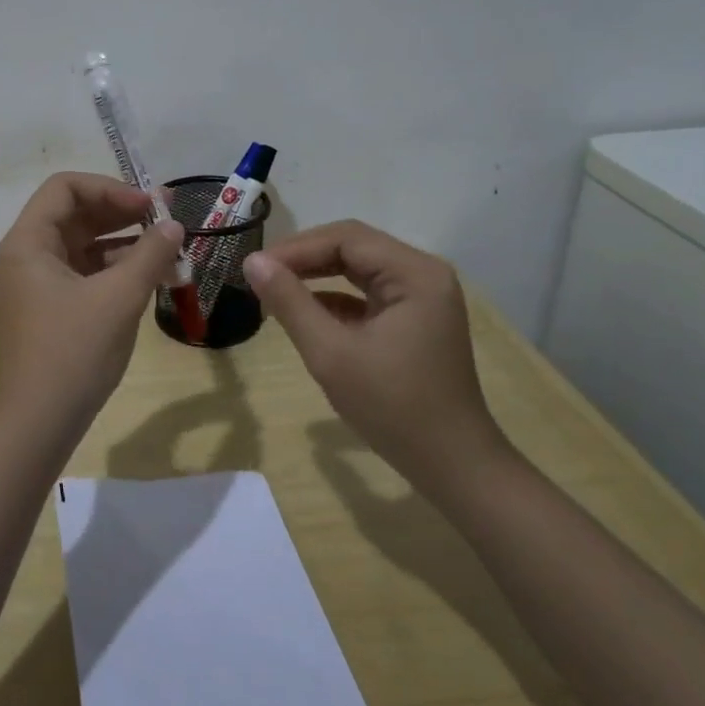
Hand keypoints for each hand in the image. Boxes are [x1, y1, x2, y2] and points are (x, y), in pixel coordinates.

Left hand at [0, 173, 185, 448]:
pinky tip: (149, 277)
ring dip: (123, 242)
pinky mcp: (50, 308)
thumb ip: (150, 254)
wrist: (38, 424)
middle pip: (74, 214)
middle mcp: (27, 255)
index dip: (109, 188)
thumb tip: (173, 224)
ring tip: (167, 250)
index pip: (65, 188)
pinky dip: (114, 269)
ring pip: (82, 245)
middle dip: (121, 213)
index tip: (148, 206)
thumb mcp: (119, 298)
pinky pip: (84, 272)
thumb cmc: (73, 352)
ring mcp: (36, 284)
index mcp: (28, 242)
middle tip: (166, 220)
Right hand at [243, 220, 507, 499]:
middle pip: (353, 247)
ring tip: (274, 289)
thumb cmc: (393, 407)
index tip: (254, 267)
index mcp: (414, 273)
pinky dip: (333, 298)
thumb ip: (290, 302)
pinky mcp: (414, 319)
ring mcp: (422, 297)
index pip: (345, 238)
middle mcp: (423, 274)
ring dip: (316, 276)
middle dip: (304, 259)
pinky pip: (367, 293)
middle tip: (260, 276)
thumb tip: (252, 261)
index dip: (296, 248)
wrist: (452, 466)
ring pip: (358, 268)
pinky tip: (304, 312)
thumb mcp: (331, 353)